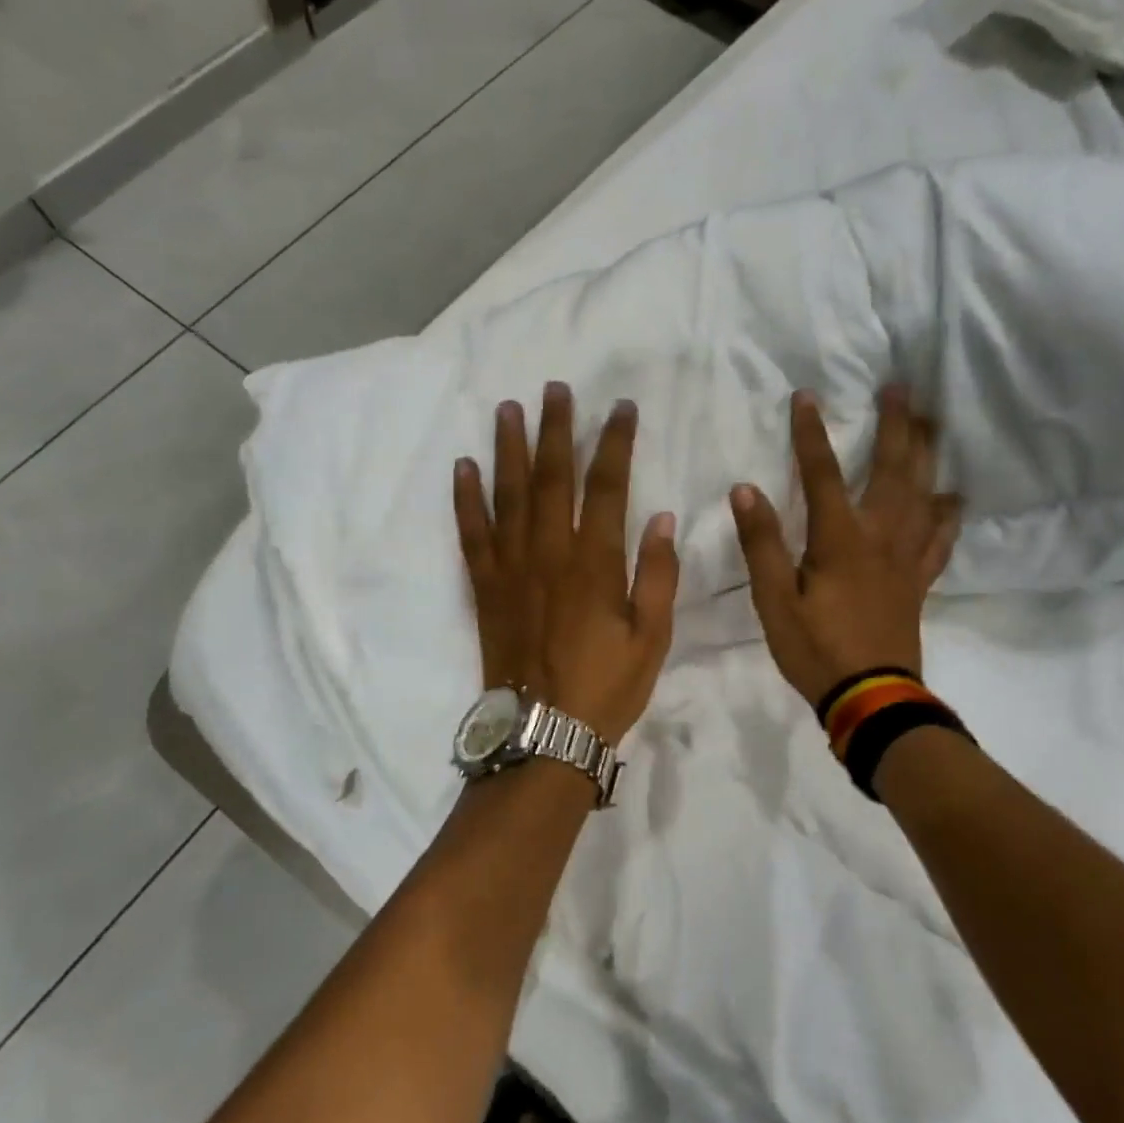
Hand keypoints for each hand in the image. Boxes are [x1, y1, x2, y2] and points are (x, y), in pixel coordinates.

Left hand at [454, 382, 679, 743]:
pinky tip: (463, 467)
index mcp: (596, 563)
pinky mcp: (484, 587)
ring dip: (509, 448)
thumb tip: (660, 516)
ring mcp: (511, 567)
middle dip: (556, 429)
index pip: (609, 486)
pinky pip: (471, 533)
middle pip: (552, 477)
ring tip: (508, 408)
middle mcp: (549, 553)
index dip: (616, 443)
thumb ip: (658, 574)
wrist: (544, 733)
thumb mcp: (652, 637)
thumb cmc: (606, 687)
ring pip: (508, 495)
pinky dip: (466, 498)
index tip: (623, 408)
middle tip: (556, 388)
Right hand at [730, 387, 960, 706]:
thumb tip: (745, 490)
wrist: (871, 698)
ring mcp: (905, 559)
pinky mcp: (917, 581)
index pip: (823, 474)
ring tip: (933, 424)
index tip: (806, 396)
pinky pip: (940, 539)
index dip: (811, 434)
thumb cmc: (815, 649)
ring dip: (928, 456)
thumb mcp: (773, 600)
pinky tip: (953, 499)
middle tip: (901, 387)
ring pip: (924, 495)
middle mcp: (880, 538)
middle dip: (896, 425)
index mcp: (840, 540)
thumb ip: (762, 544)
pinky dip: (948, 514)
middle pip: (893, 471)